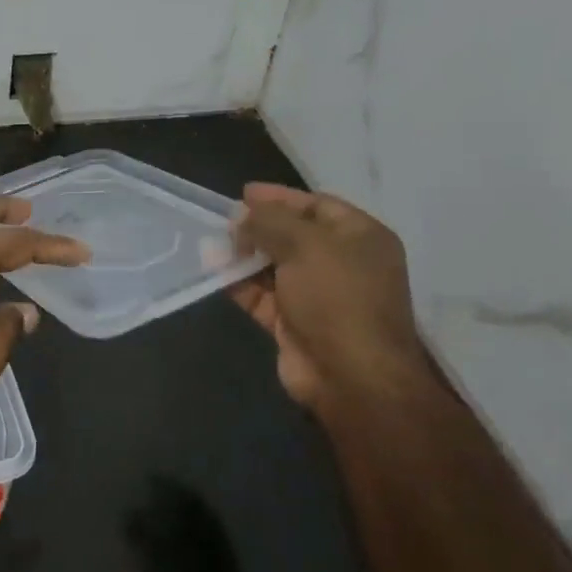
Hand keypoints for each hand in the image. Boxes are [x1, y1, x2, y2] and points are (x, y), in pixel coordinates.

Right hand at [229, 182, 431, 416]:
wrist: (351, 377)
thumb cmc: (337, 298)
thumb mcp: (305, 245)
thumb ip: (269, 222)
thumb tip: (242, 216)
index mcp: (360, 238)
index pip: (317, 205)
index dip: (280, 197)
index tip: (243, 193)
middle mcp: (342, 264)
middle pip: (293, 235)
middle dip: (258, 227)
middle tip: (224, 221)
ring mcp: (318, 297)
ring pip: (274, 266)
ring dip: (244, 255)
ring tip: (210, 243)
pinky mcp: (294, 324)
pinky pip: (262, 295)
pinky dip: (239, 283)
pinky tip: (214, 271)